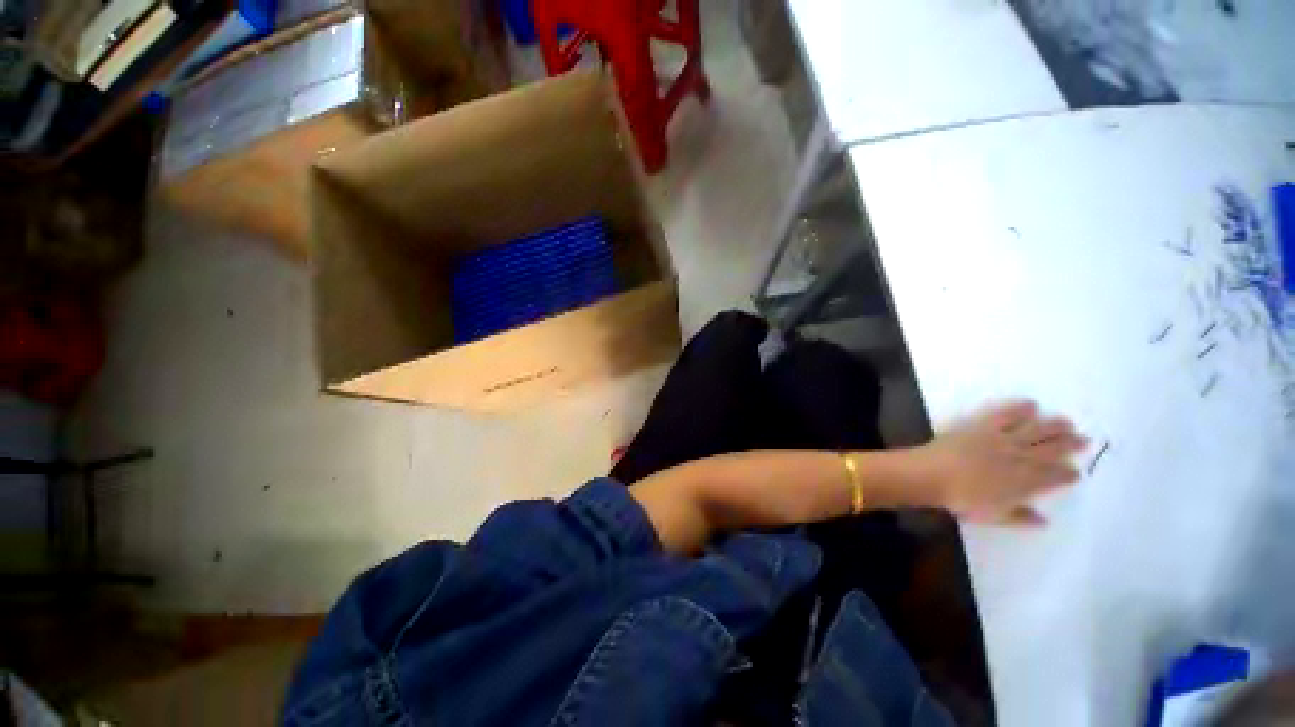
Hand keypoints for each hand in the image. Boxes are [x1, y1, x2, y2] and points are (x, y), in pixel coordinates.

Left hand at [914, 400, 1086, 526]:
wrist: (932, 474)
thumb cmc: (961, 499)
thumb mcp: (993, 516)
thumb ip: (1020, 518)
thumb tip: (1044, 521)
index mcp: (1024, 483)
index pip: (1053, 477)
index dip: (1067, 474)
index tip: (1076, 471)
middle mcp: (1020, 459)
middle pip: (1051, 450)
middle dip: (1070, 445)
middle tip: (1083, 439)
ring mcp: (1002, 440)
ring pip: (1035, 430)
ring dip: (1054, 426)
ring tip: (1068, 422)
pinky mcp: (983, 426)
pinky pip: (1006, 415)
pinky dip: (1019, 409)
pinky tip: (1031, 404)